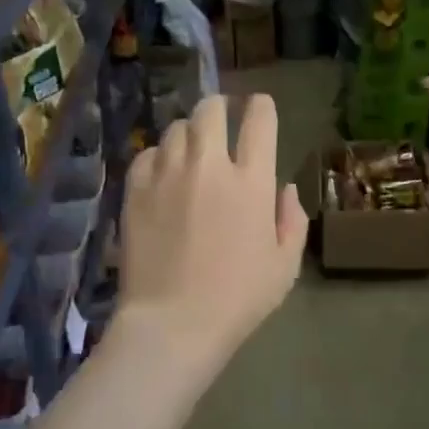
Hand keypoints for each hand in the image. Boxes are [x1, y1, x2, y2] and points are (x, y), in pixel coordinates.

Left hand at [117, 92, 306, 365]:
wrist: (172, 322)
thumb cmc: (238, 299)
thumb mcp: (284, 266)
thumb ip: (292, 220)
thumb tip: (284, 189)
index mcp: (251, 181)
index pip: (259, 122)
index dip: (261, 107)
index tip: (260, 106)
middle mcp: (208, 166)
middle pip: (211, 110)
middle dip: (221, 107)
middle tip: (222, 117)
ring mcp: (167, 174)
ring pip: (177, 128)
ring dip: (189, 132)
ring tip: (192, 148)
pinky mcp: (135, 190)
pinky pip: (147, 154)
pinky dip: (159, 156)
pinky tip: (163, 172)